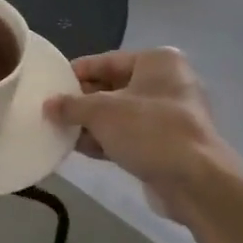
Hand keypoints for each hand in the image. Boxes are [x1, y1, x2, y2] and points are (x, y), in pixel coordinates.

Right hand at [44, 48, 236, 196]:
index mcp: (157, 62)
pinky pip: (129, 136)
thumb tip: (48, 105)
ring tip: (58, 130)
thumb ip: (71, 105)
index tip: (50, 84)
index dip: (76, 72)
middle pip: (113, 87)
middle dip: (82, 101)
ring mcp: (168, 116)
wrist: (195, 181)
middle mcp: (166, 83)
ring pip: (120, 114)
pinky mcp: (166, 145)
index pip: (106, 61)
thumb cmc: (149, 130)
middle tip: (51, 110)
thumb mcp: (102, 112)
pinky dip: (106, 140)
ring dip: (91, 123)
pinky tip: (78, 148)